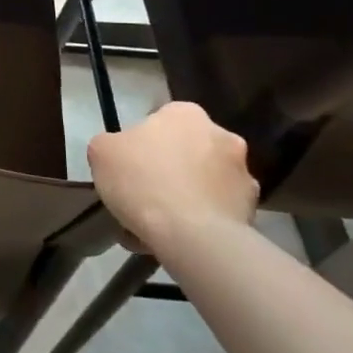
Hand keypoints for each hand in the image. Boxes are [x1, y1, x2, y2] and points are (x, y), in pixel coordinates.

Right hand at [88, 101, 258, 245]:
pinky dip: (200, 221)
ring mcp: (243, 173)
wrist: (190, 234)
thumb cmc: (142, 180)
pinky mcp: (252, 210)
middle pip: (186, 151)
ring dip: (186, 195)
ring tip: (159, 225)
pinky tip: (177, 239)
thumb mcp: (101, 151)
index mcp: (185, 113)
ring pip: (204, 182)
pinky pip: (217, 211)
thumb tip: (121, 151)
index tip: (129, 165)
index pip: (161, 120)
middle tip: (143, 194)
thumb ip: (110, 143)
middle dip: (169, 169)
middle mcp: (222, 135)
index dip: (142, 143)